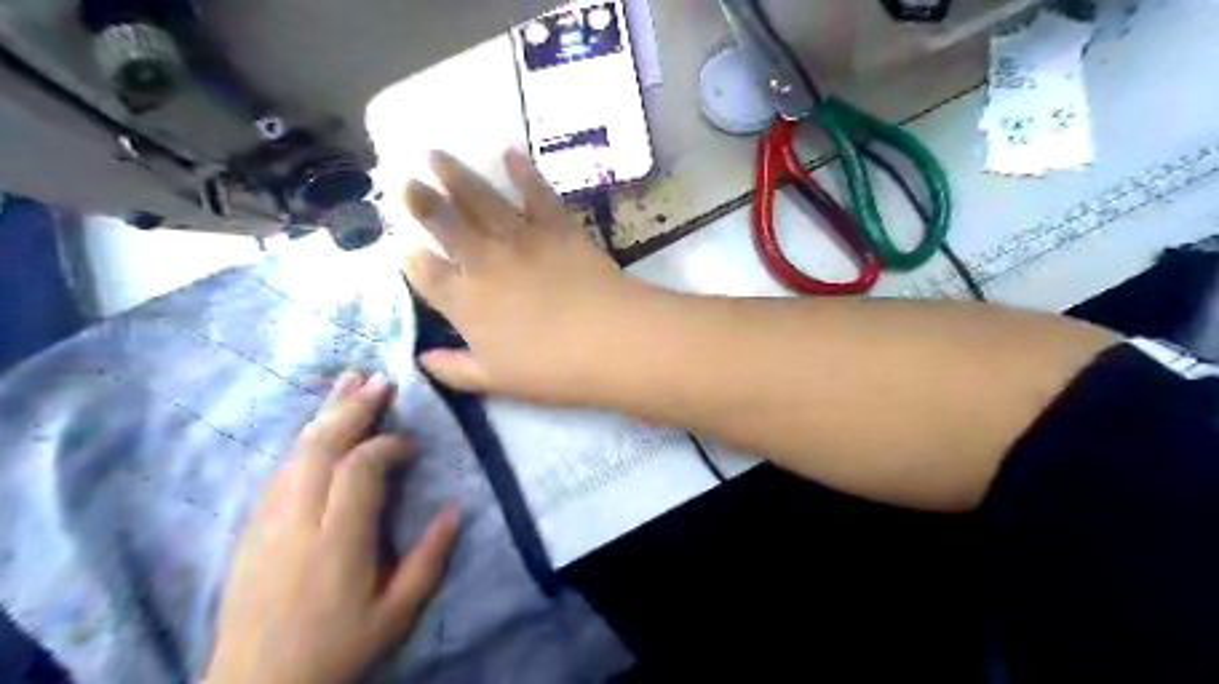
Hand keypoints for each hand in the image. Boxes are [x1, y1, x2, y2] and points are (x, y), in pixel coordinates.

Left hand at [207, 375, 462, 683]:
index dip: (388, 446)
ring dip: (326, 413)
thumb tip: (457, 509)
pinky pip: (280, 468)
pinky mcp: (252, 526)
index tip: (411, 445)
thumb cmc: (338, 648)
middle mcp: (298, 521)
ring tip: (350, 381)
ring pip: (296, 451)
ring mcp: (268, 521)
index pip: (360, 469)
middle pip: (322, 447)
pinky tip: (320, 425)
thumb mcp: (397, 612)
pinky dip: (305, 439)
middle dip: (354, 408)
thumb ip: (429, 558)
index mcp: (338, 542)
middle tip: (381, 380)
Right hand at [403, 149, 651, 403]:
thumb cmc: (550, 370)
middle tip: (405, 180)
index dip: (414, 260)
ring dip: (456, 175)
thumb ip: (455, 370)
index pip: (428, 275)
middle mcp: (485, 263)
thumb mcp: (495, 381)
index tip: (407, 248)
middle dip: (422, 203)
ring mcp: (521, 241)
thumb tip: (423, 360)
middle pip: (446, 226)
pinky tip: (511, 152)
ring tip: (436, 154)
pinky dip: (524, 172)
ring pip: (480, 200)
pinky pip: (537, 194)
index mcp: (466, 303)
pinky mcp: (557, 228)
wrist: (607, 340)